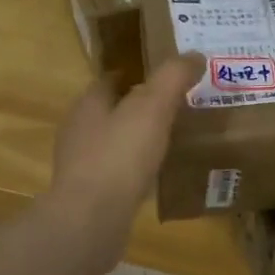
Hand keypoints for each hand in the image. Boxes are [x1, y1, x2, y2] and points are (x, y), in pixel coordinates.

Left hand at [49, 54, 203, 273]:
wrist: (92, 220)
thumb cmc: (120, 156)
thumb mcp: (153, 107)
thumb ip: (173, 78)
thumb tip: (194, 54)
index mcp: (88, 104)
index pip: (111, 79)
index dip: (137, 74)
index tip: (166, 76)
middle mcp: (79, 131)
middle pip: (112, 110)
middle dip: (140, 106)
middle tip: (177, 106)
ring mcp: (82, 166)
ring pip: (115, 142)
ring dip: (137, 138)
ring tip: (171, 139)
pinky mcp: (90, 195)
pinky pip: (118, 172)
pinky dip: (136, 168)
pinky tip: (157, 174)